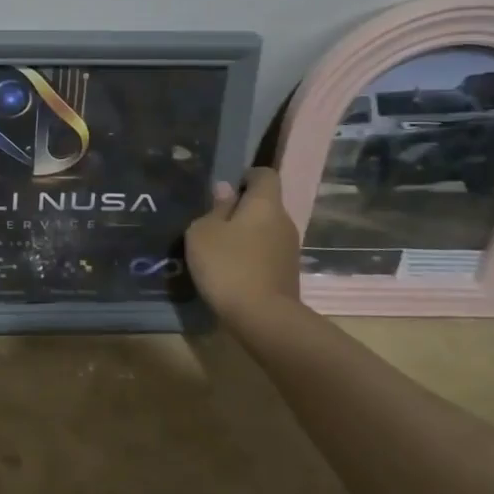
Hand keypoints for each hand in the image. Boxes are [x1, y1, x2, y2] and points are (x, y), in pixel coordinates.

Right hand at [184, 167, 301, 331]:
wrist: (263, 319)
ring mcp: (290, 249)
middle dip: (242, 209)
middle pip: (265, 204)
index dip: (246, 176)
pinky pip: (267, 253)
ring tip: (219, 250)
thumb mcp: (204, 232)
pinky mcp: (288, 273)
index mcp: (265, 204)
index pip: (265, 175)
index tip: (225, 190)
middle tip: (213, 223)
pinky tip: (232, 271)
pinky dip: (251, 256)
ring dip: (246, 235)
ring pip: (266, 230)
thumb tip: (227, 191)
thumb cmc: (228, 265)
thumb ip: (215, 208)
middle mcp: (284, 221)